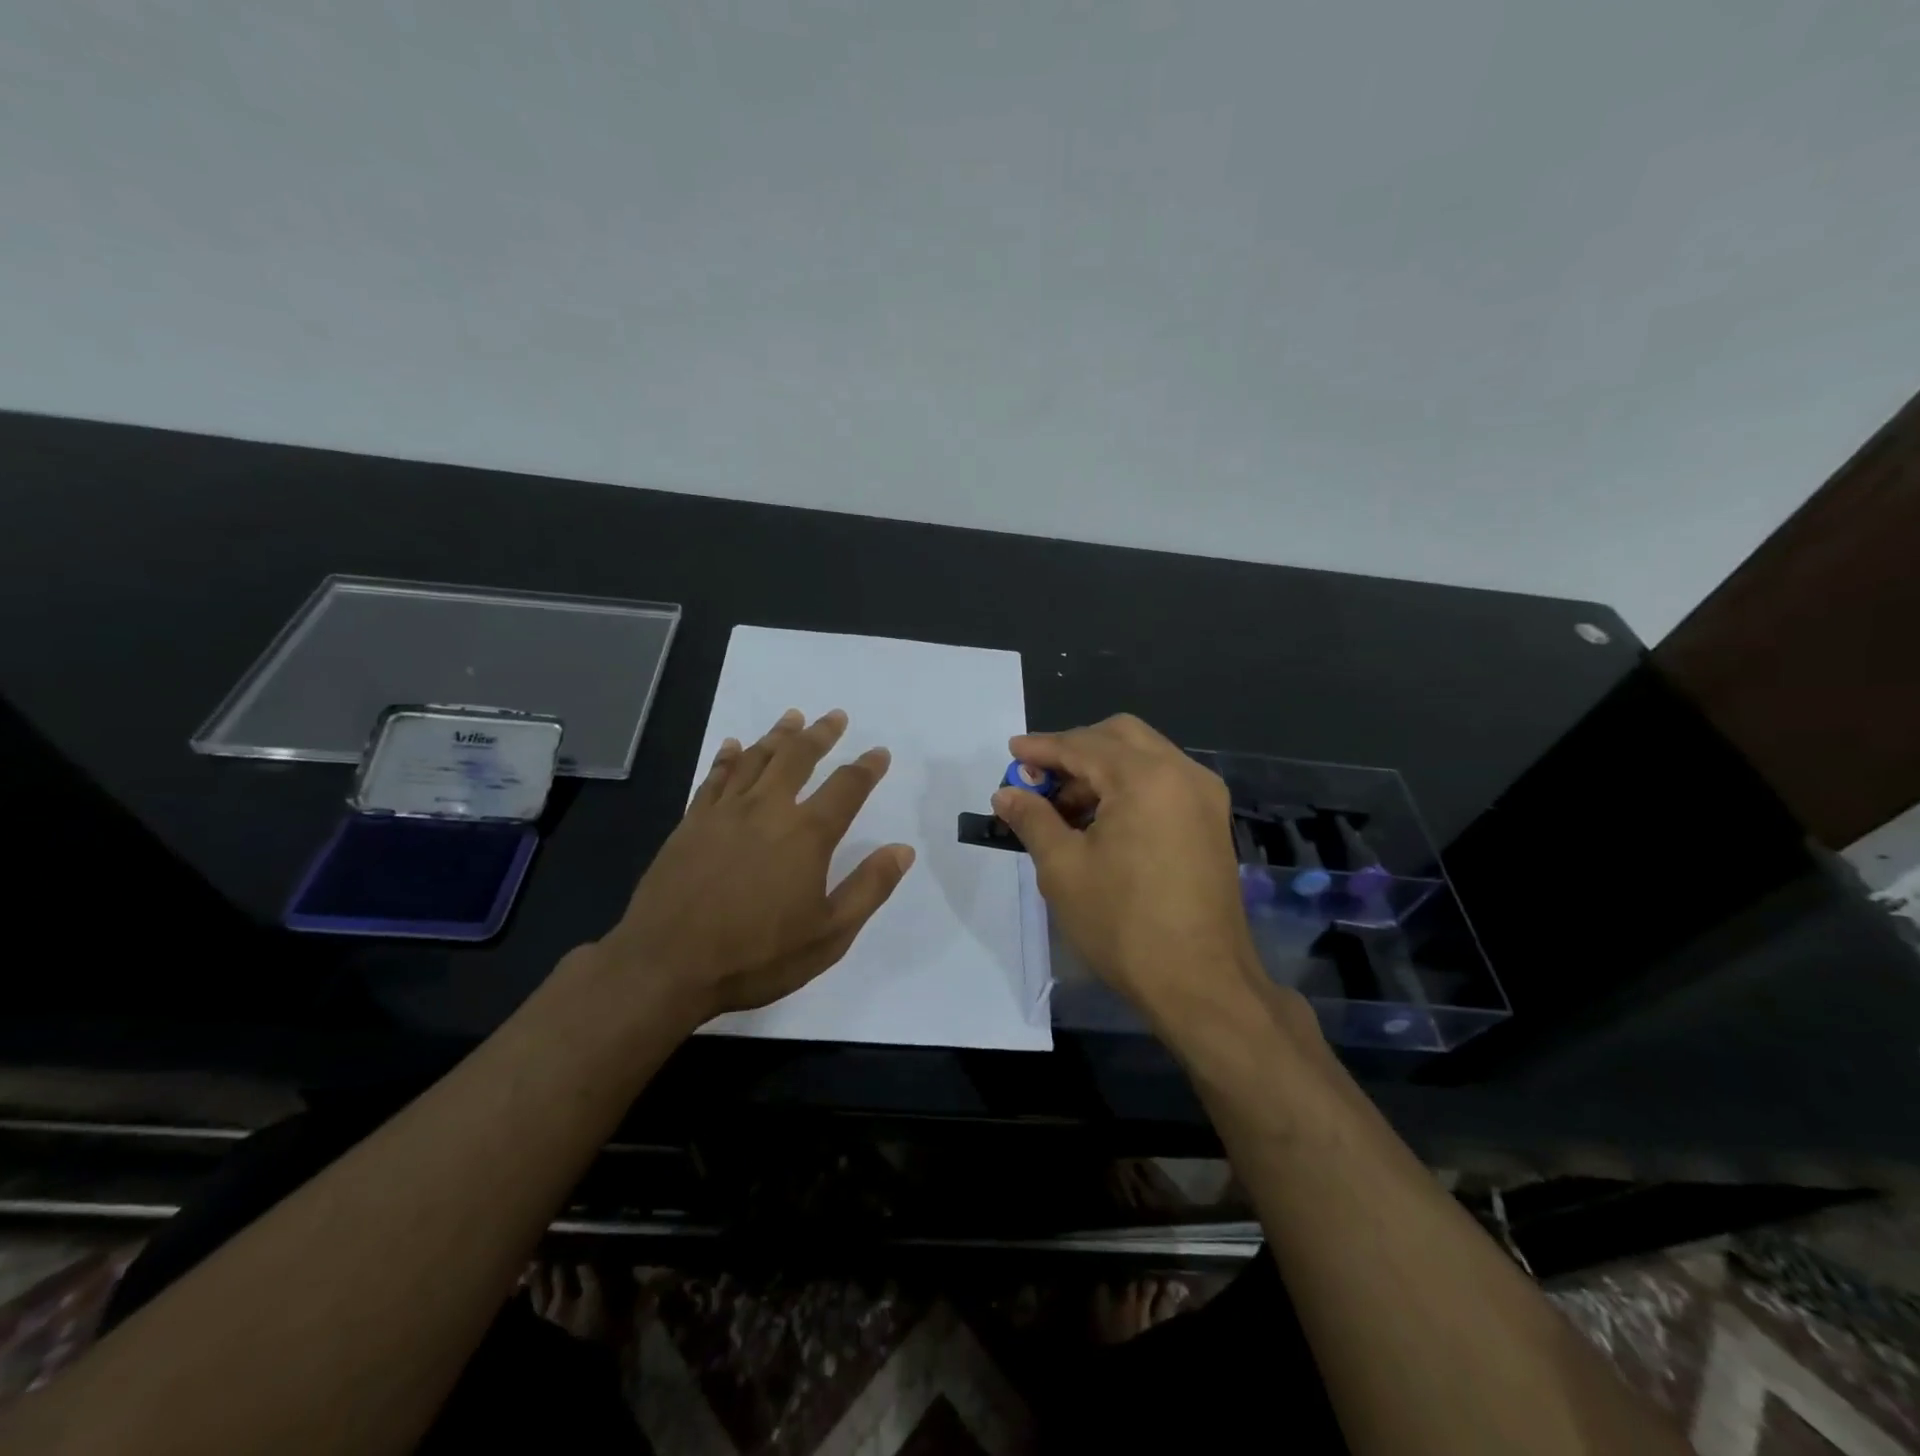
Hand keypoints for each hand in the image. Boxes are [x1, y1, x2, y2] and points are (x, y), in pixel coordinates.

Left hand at [590, 708, 915, 1025]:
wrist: (666, 965)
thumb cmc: (756, 955)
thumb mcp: (829, 935)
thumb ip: (869, 888)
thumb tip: (903, 849)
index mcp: (806, 835)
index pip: (846, 787)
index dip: (867, 767)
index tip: (879, 752)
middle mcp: (767, 810)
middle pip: (798, 758)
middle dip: (820, 734)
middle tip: (835, 716)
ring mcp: (724, 813)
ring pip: (755, 759)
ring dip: (777, 735)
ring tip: (792, 717)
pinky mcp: (691, 824)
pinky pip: (714, 778)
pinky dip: (727, 757)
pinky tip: (733, 745)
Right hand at [992, 715, 1274, 1045]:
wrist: (1201, 983)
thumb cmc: (1123, 925)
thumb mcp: (1063, 869)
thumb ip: (1033, 820)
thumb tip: (1006, 794)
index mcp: (1146, 778)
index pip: (1083, 745)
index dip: (1042, 748)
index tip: (1012, 753)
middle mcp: (1182, 773)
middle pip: (1119, 736)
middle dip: (1075, 750)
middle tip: (1039, 779)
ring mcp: (1204, 797)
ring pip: (1144, 756)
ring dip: (1101, 769)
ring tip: (1064, 808)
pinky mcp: (1211, 821)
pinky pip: (1163, 782)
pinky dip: (1128, 786)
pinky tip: (1101, 820)